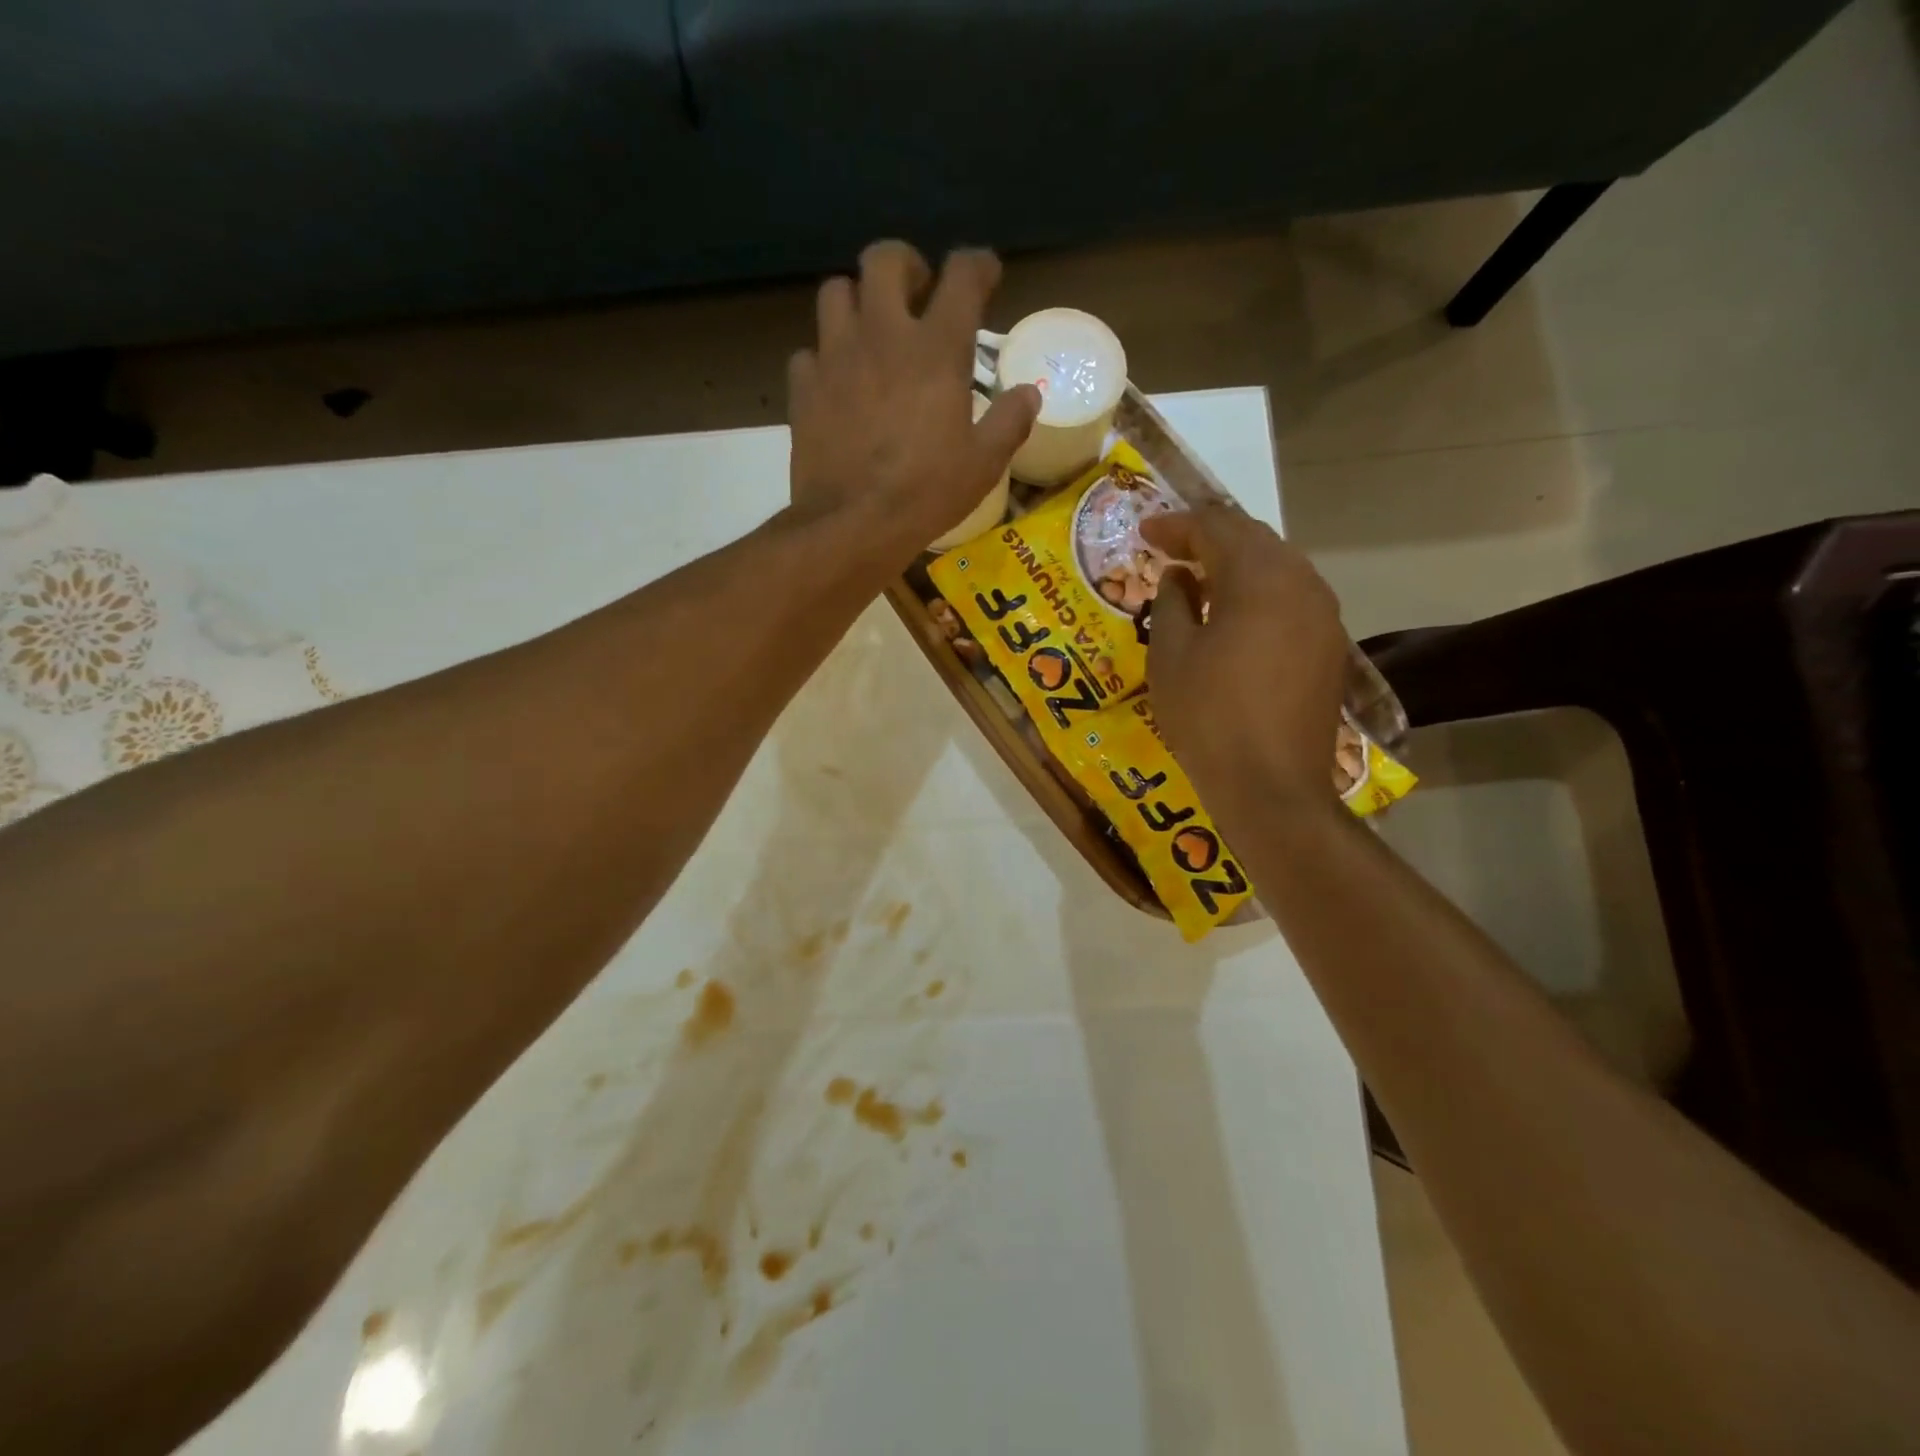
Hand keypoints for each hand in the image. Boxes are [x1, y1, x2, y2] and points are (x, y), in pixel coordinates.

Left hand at [786, 241, 1039, 560]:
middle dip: (905, 266)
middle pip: (884, 258)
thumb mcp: (984, 464)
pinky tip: (837, 385)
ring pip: (837, 292)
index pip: (961, 275)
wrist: (854, 524)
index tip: (984, 275)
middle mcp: (883, 335)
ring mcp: (835, 357)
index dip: (977, 265)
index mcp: (936, 349)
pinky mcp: (804, 387)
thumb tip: (1028, 394)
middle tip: (916, 296)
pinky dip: (824, 360)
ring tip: (871, 334)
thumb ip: (1009, 421)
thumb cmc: (926, 493)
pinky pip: (809, 353)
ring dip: (858, 302)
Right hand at [1142, 505, 1349, 808]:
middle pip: (1253, 539)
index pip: (1216, 527)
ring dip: (1237, 564)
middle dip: (1209, 537)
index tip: (1145, 533)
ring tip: (1200, 578)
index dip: (1176, 526)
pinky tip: (1235, 615)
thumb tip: (1179, 577)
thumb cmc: (1208, 716)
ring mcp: (1323, 615)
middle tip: (1170, 549)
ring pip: (1278, 566)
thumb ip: (1172, 602)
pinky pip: (1291, 598)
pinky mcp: (1329, 646)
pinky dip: (1259, 592)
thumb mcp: (1170, 656)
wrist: (1272, 786)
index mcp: (1259, 577)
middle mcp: (1301, 582)